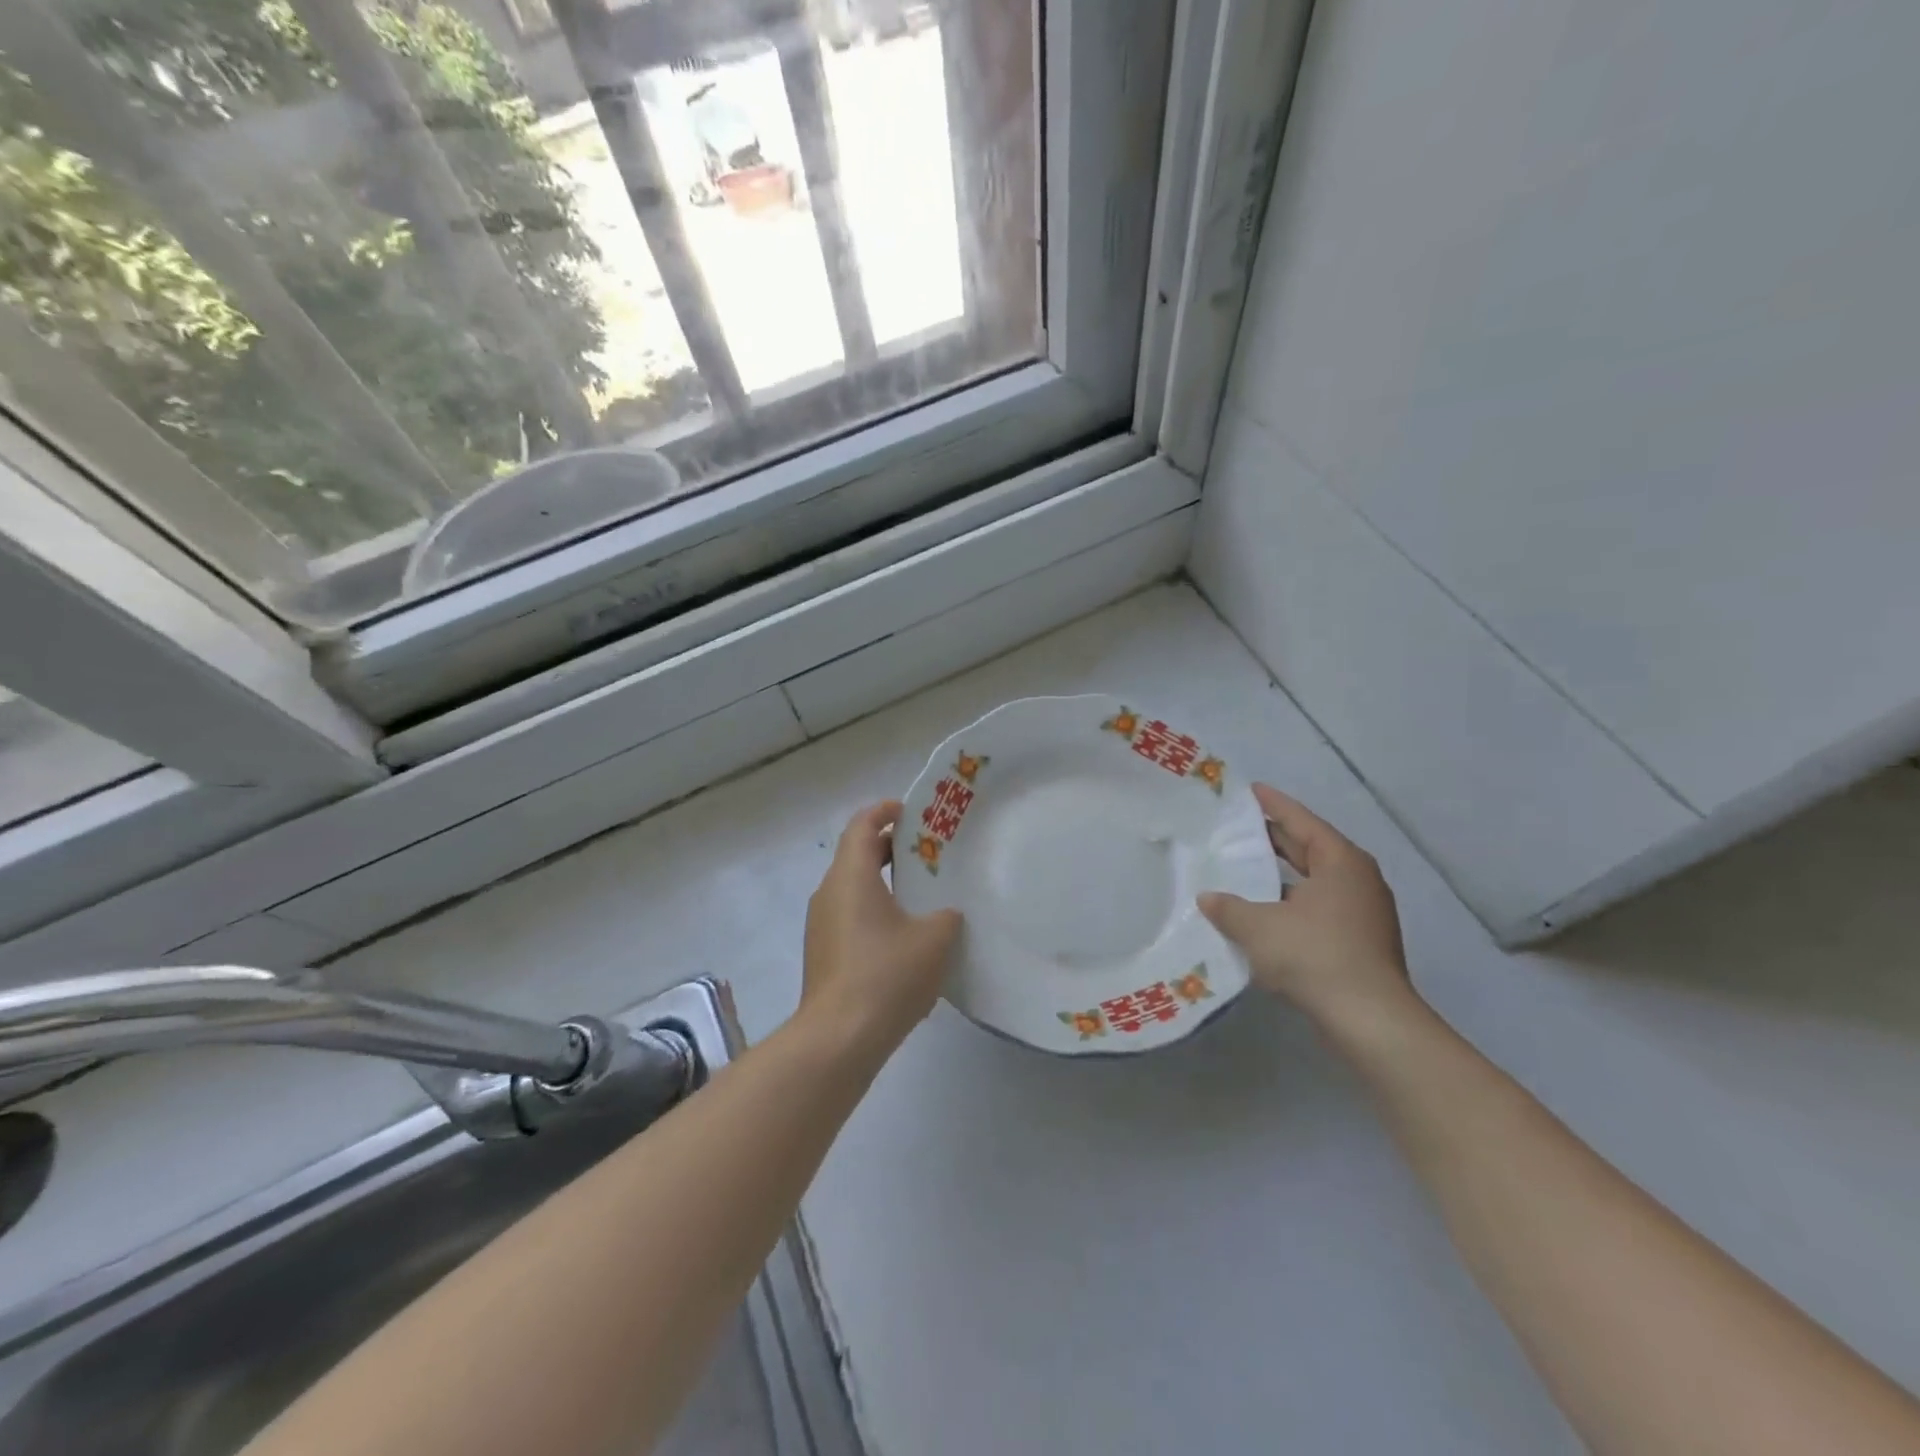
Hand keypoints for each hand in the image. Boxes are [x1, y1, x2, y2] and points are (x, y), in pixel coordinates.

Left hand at [800, 801, 962, 1058]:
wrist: (839, 1039)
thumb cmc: (887, 975)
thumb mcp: (935, 939)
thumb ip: (946, 915)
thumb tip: (944, 915)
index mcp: (851, 876)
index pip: (862, 824)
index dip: (886, 811)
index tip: (913, 813)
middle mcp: (829, 893)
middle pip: (857, 855)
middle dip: (891, 849)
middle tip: (929, 854)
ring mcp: (821, 926)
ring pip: (854, 889)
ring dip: (884, 885)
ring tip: (923, 896)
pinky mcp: (823, 955)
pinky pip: (851, 918)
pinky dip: (876, 914)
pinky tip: (906, 940)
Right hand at [1198, 784, 1415, 1033]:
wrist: (1369, 1020)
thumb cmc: (1314, 955)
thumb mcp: (1257, 927)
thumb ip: (1228, 907)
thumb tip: (1208, 898)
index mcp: (1341, 861)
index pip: (1301, 821)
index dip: (1273, 805)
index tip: (1251, 790)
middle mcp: (1358, 879)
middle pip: (1311, 848)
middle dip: (1276, 839)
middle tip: (1239, 828)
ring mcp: (1364, 912)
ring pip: (1316, 881)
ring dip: (1283, 875)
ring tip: (1246, 869)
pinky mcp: (1362, 941)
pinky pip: (1320, 907)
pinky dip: (1292, 902)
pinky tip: (1265, 913)